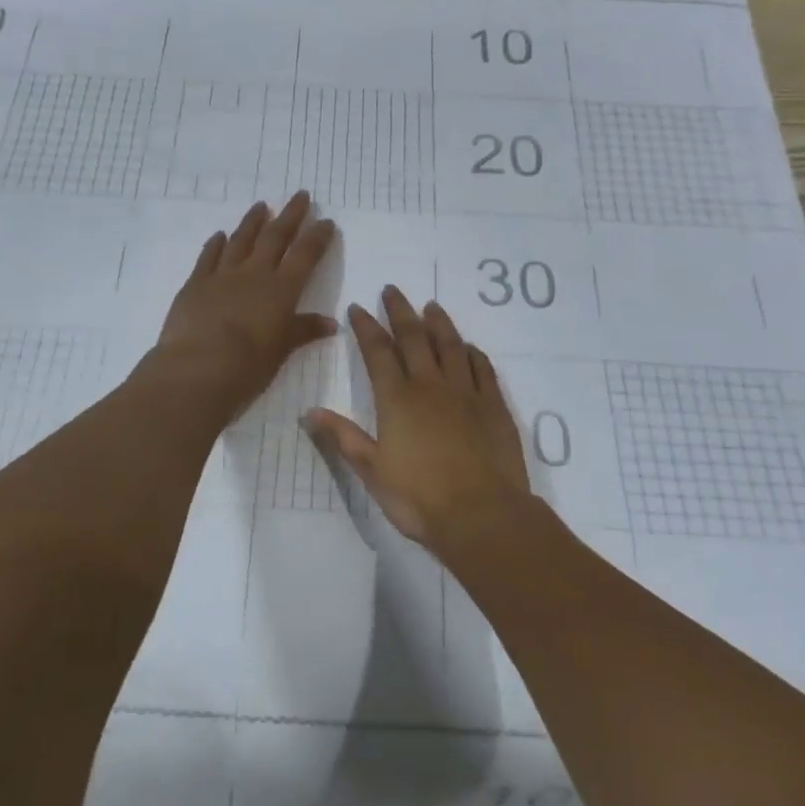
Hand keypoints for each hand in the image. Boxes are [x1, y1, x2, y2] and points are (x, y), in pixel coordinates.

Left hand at [150, 192, 338, 419]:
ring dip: (252, 222)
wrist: (197, 369)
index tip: (326, 221)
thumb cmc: (247, 366)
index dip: (317, 237)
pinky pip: (208, 257)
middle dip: (290, 215)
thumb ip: (303, 331)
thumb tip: (330, 323)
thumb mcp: (281, 351)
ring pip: (241, 240)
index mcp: (281, 290)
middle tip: (300, 195)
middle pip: (275, 237)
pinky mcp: (195, 284)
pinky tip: (220, 235)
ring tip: (261, 206)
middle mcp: (254, 274)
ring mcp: (222, 276)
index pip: (305, 255)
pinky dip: (215, 244)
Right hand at [306, 286, 532, 551]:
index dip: (366, 327)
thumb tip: (310, 412)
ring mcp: (466, 393)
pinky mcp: (494, 406)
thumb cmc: (419, 498)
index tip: (358, 307)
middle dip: (400, 312)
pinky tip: (469, 347)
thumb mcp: (372, 471)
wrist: (483, 515)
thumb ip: (344, 438)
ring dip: (439, 323)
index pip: (378, 352)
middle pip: (414, 338)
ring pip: (451, 346)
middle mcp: (431, 386)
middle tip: (392, 290)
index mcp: (398, 400)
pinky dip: (473, 352)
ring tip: (431, 306)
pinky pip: (482, 368)